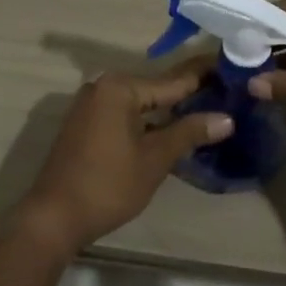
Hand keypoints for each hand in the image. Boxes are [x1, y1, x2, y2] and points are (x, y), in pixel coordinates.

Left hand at [17, 65, 231, 255]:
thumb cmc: (108, 185)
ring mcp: (91, 106)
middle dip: (188, 94)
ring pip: (140, 104)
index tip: (231, 67)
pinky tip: (172, 129)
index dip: (204, 76)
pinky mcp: (85, 125)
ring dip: (168, 110)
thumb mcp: (154, 159)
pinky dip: (148, 121)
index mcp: (120, 88)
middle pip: (156, 89)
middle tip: (225, 92)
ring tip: (207, 109)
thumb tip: (226, 118)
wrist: (54, 217)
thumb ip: (189, 133)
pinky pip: (125, 114)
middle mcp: (103, 87)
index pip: (173, 80)